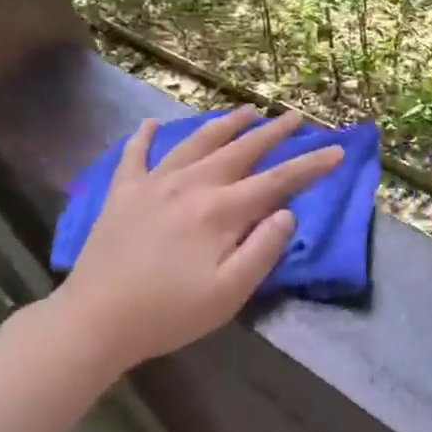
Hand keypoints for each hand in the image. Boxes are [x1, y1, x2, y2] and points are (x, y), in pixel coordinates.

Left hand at [49, 107, 342, 372]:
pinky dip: (144, 137)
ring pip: (196, 143)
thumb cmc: (169, 313)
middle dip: (272, 133)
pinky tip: (151, 123)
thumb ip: (263, 249)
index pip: (276, 182)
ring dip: (224, 124)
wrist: (95, 321)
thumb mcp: (229, 294)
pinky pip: (134, 156)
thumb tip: (286, 213)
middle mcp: (191, 186)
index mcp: (220, 211)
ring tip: (246, 110)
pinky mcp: (122, 194)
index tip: (336, 150)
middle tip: (294, 117)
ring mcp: (153, 185)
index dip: (310, 166)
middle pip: (240, 151)